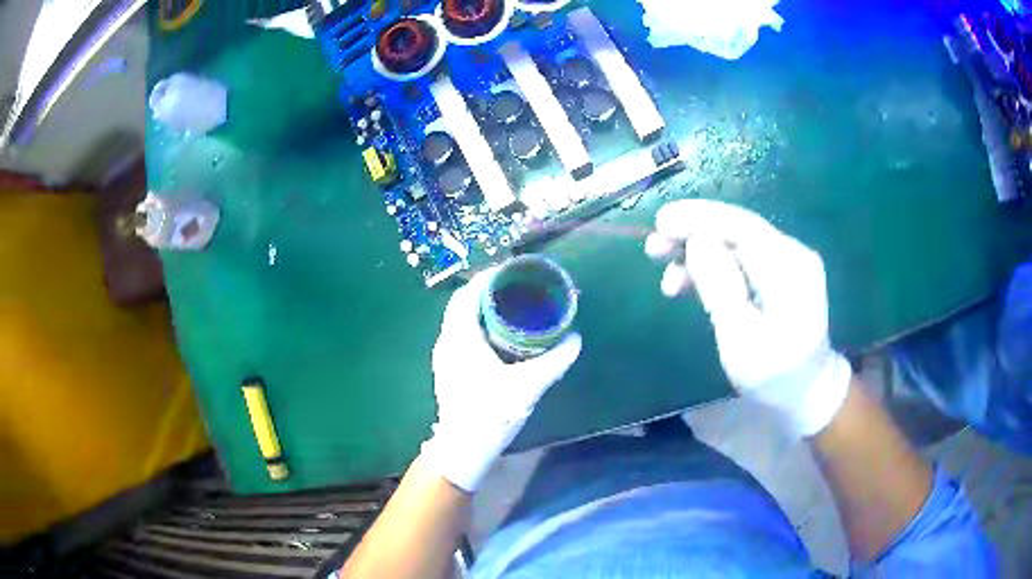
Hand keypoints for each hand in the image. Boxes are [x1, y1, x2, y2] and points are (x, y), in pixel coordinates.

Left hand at [420, 267, 582, 491]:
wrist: (462, 448)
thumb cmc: (490, 413)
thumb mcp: (527, 386)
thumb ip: (554, 361)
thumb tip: (575, 339)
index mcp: (460, 336)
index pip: (469, 293)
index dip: (489, 278)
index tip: (513, 273)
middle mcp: (447, 340)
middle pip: (464, 303)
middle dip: (488, 293)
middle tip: (518, 291)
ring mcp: (444, 356)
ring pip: (461, 320)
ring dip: (483, 310)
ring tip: (512, 310)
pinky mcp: (448, 369)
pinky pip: (461, 335)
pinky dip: (479, 327)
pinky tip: (500, 339)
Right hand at [644, 199, 851, 437]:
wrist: (806, 391)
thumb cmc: (774, 377)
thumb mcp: (742, 342)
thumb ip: (721, 289)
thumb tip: (696, 241)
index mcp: (790, 269)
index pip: (742, 226)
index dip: (699, 218)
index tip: (659, 222)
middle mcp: (791, 254)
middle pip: (736, 228)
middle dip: (692, 232)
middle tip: (653, 247)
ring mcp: (786, 261)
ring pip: (733, 241)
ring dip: (696, 250)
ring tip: (664, 271)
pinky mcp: (777, 272)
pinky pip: (738, 257)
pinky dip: (710, 265)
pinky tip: (685, 282)